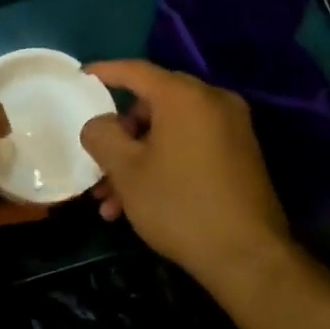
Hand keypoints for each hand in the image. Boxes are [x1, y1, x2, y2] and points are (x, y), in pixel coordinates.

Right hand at [80, 60, 294, 294]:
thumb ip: (102, 135)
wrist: (248, 257)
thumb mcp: (126, 171)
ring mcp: (231, 128)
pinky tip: (140, 204)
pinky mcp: (240, 154)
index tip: (81, 77)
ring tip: (111, 201)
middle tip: (98, 162)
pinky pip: (191, 146)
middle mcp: (213, 102)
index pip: (136, 71)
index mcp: (185, 96)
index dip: (105, 72)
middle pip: (153, 104)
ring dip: (138, 159)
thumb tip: (100, 123)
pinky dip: (164, 164)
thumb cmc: (179, 205)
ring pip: (170, 131)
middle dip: (120, 135)